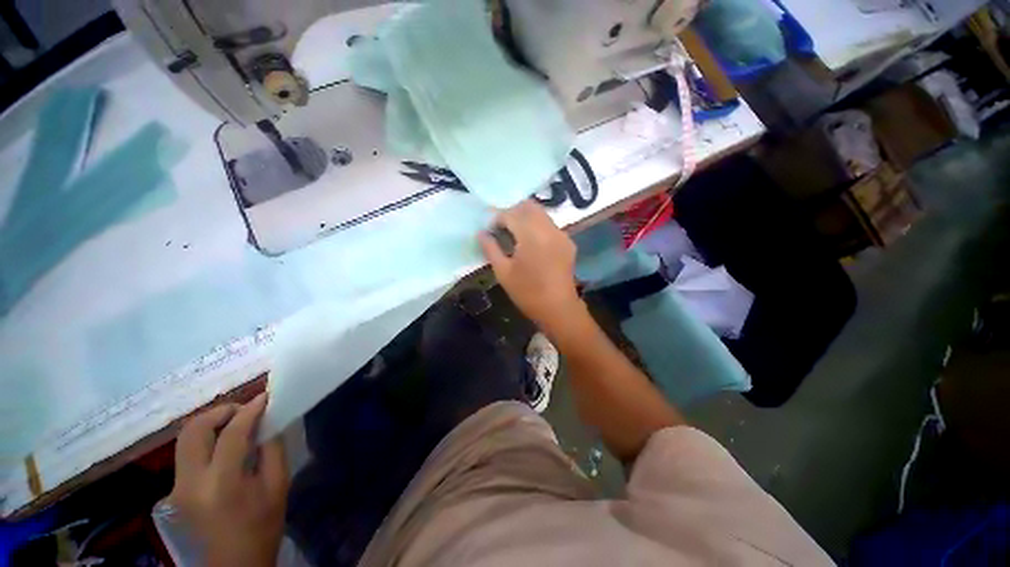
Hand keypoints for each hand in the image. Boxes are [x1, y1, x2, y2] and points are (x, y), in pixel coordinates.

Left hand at [169, 394, 288, 566]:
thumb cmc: (262, 526)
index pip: (232, 433)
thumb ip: (272, 449)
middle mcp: (191, 482)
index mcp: (222, 482)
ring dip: (210, 424)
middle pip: (194, 430)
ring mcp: (176, 488)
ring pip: (185, 440)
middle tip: (244, 410)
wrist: (233, 565)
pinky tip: (223, 447)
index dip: (250, 410)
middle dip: (220, 412)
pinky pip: (186, 454)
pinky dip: (205, 441)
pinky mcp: (173, 492)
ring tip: (234, 424)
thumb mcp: (277, 485)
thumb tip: (268, 421)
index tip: (265, 397)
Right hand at [478, 200, 585, 337]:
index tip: (490, 229)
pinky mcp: (568, 242)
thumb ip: (491, 248)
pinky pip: (549, 224)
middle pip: (529, 206)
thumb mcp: (503, 272)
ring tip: (515, 234)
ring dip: (525, 217)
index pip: (511, 214)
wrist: (559, 309)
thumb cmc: (527, 293)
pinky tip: (531, 242)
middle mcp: (549, 229)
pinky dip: (537, 225)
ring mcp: (561, 234)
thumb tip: (481, 233)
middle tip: (502, 228)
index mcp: (531, 235)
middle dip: (512, 212)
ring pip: (541, 213)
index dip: (497, 218)